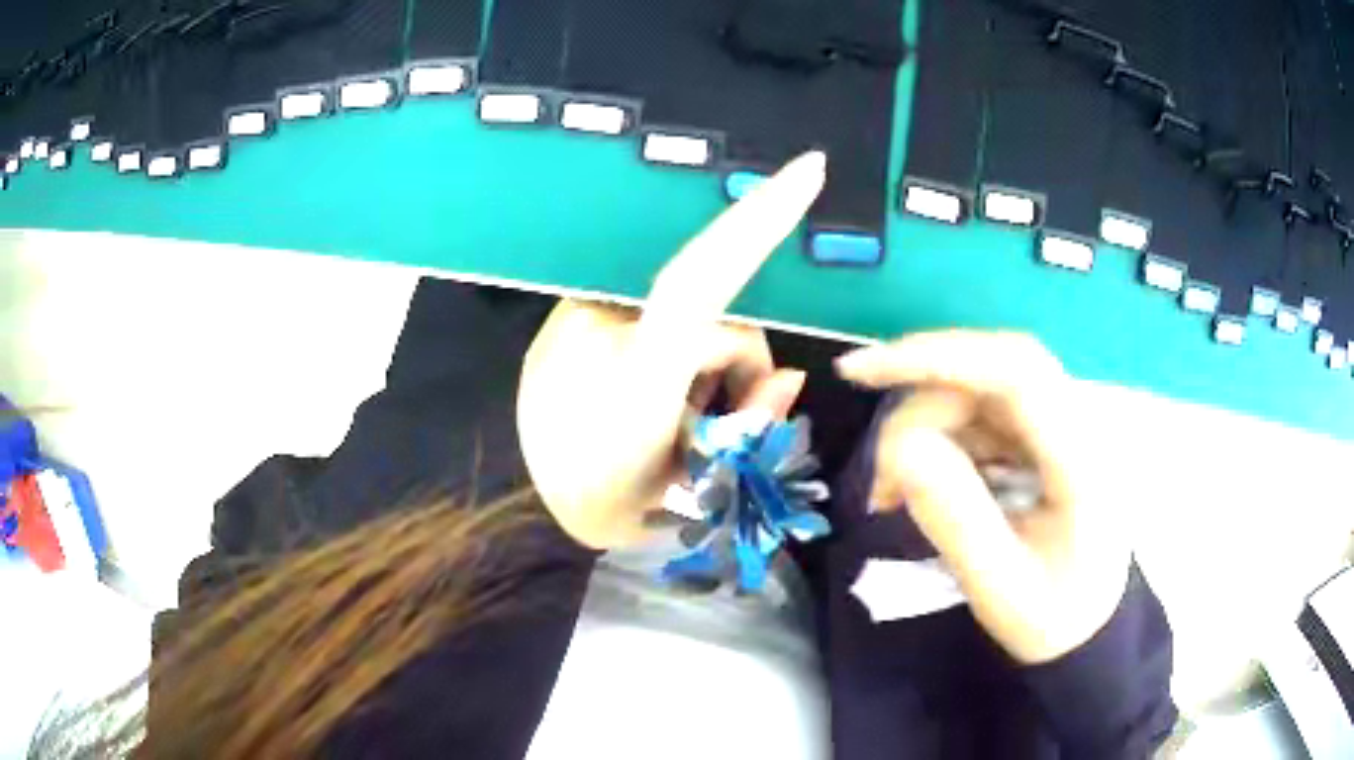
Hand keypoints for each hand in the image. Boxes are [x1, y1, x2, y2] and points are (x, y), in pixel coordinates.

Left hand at [517, 152, 826, 549]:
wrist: (507, 510)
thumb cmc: (596, 510)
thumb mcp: (687, 487)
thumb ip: (748, 427)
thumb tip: (791, 378)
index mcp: (635, 375)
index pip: (703, 279)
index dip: (759, 220)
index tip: (809, 169)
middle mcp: (603, 327)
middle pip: (712, 314)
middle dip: (735, 364)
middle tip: (718, 427)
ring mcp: (575, 318)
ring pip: (679, 317)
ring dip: (696, 364)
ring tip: (669, 424)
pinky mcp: (563, 321)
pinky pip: (640, 317)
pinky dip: (660, 352)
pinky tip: (636, 399)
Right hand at [836, 331, 1129, 663]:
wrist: (1091, 623)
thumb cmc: (1052, 615)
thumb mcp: (1002, 588)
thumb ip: (957, 521)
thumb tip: (901, 450)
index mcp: (1080, 460)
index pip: (1014, 373)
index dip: (937, 358)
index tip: (861, 371)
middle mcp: (1077, 424)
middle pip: (991, 370)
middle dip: (923, 402)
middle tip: (882, 470)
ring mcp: (1061, 425)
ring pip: (981, 387)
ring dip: (928, 426)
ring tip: (893, 491)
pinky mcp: (1043, 434)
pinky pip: (983, 412)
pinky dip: (942, 437)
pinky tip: (923, 479)